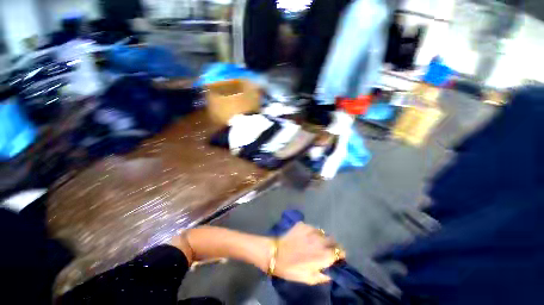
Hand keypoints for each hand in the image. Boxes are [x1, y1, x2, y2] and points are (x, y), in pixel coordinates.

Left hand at [273, 223, 344, 284]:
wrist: (276, 254)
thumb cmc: (292, 269)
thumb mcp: (309, 279)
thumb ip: (323, 276)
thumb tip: (331, 271)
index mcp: (323, 255)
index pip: (340, 251)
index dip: (339, 254)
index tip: (336, 256)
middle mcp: (319, 240)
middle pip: (332, 239)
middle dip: (331, 244)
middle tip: (325, 249)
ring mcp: (310, 230)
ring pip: (322, 233)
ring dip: (321, 238)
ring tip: (313, 242)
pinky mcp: (303, 225)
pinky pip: (311, 228)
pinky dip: (311, 232)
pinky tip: (304, 237)